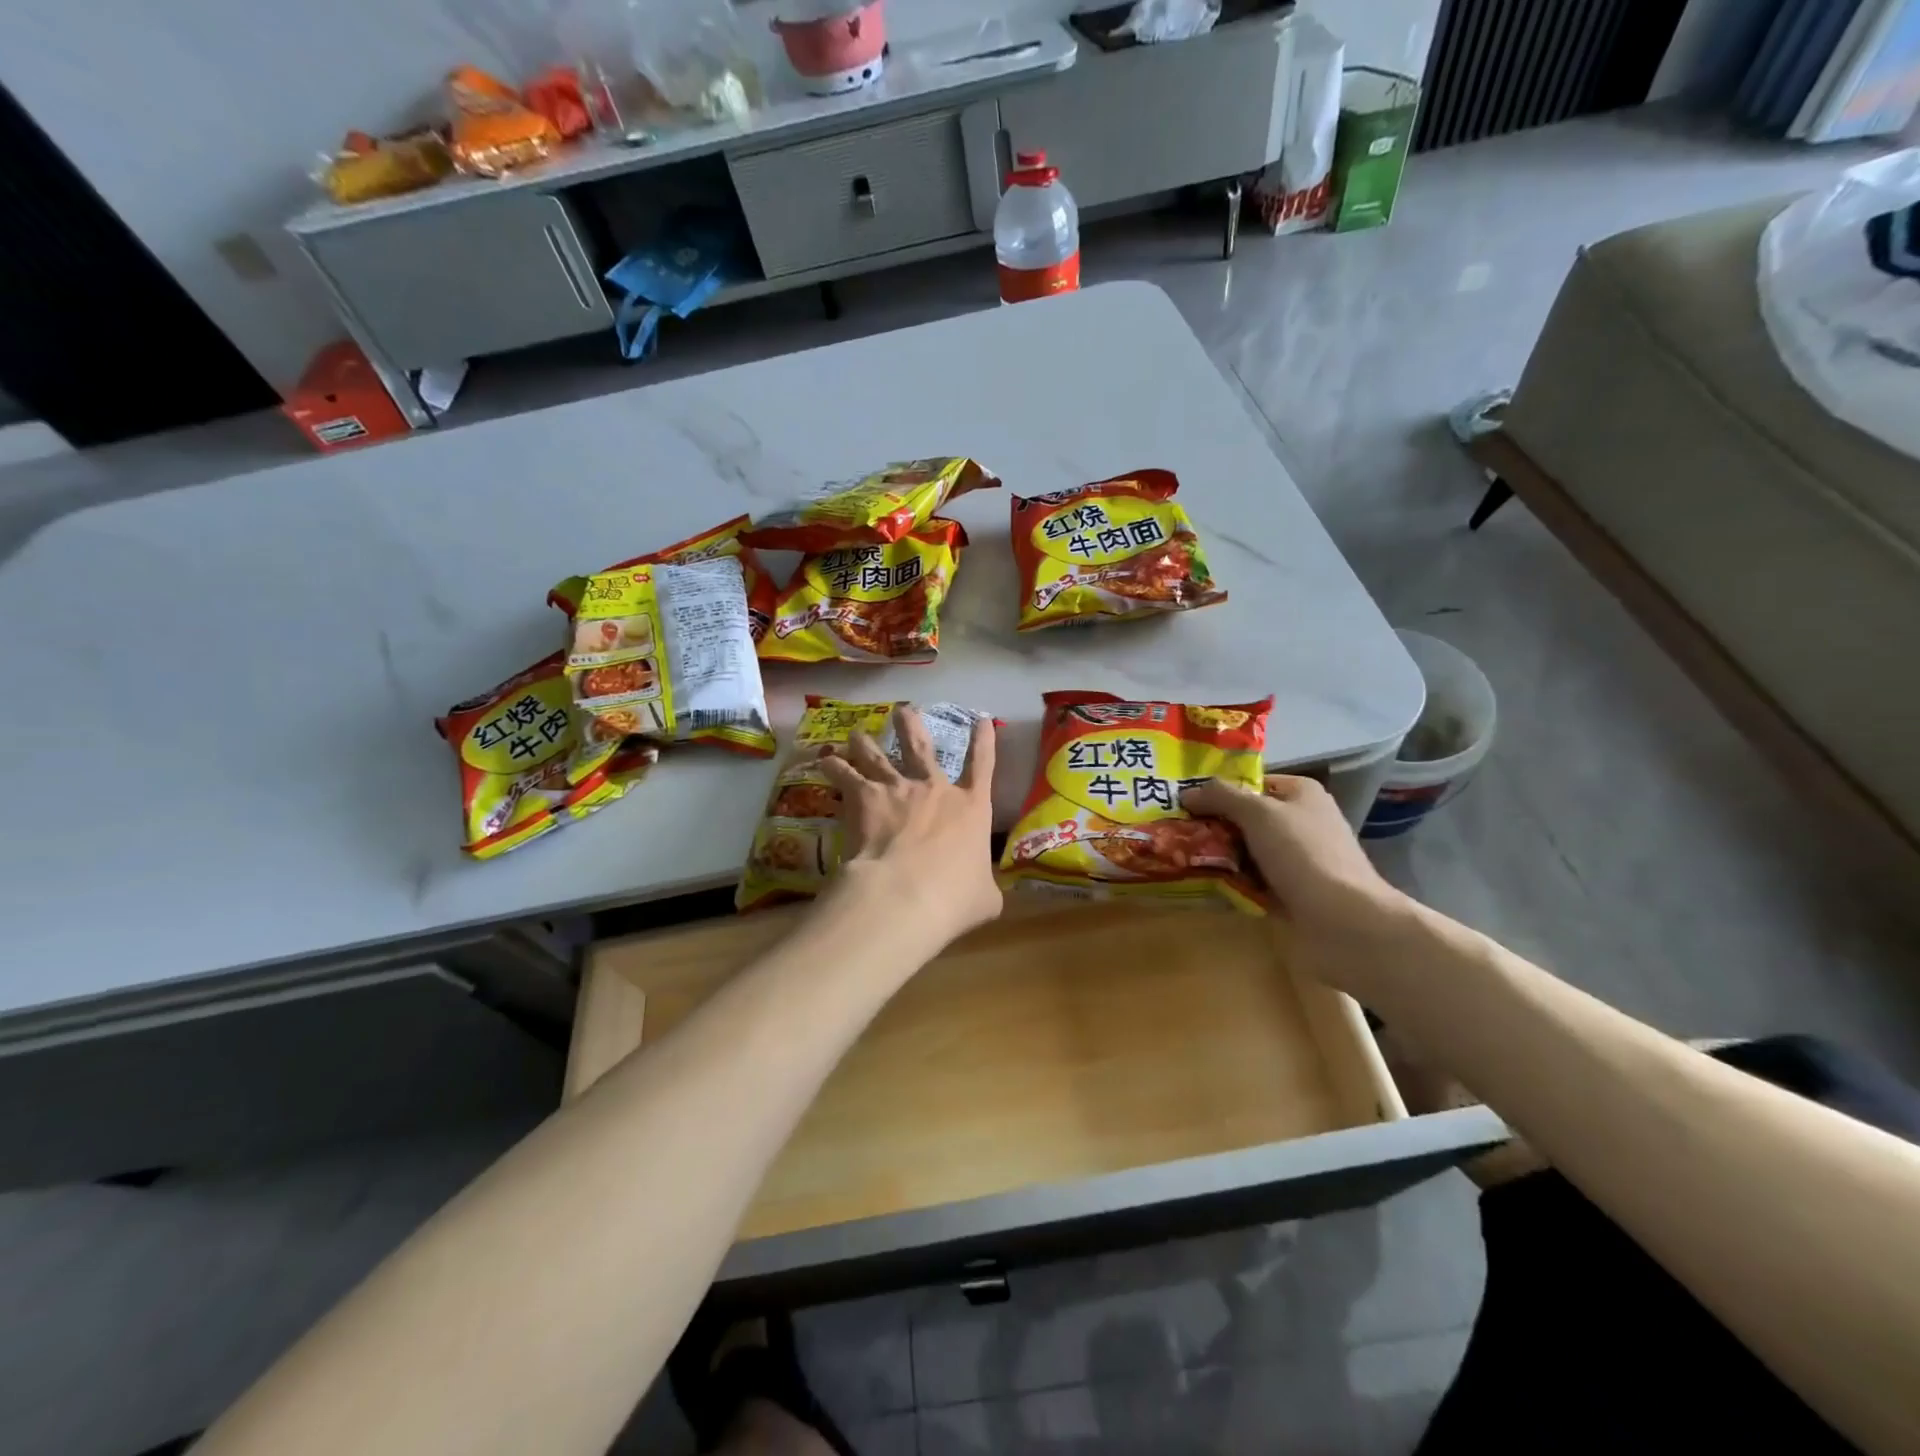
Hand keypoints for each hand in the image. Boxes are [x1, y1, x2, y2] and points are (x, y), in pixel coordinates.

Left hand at [818, 708, 1001, 947]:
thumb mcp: (985, 897)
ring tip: (857, 733)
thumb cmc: (954, 897)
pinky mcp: (864, 798)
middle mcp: (934, 789)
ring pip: (878, 755)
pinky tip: (823, 760)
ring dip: (866, 742)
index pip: (984, 765)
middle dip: (912, 726)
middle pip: (922, 746)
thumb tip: (984, 893)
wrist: (906, 894)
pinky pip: (845, 774)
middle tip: (902, 711)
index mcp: (971, 807)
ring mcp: (898, 789)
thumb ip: (984, 886)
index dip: (985, 741)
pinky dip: (833, 765)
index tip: (983, 719)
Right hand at [1181, 775, 1411, 993]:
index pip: (1252, 782)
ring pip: (1246, 850)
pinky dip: (1231, 882)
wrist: (1344, 922)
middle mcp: (1301, 822)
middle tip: (1175, 830)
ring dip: (1218, 855)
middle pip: (1246, 817)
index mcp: (1301, 794)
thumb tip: (1187, 793)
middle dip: (1213, 824)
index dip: (1219, 789)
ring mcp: (1297, 860)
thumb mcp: (1258, 813)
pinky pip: (1252, 880)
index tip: (1184, 800)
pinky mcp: (1291, 893)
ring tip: (1180, 856)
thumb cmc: (1303, 855)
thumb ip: (1221, 797)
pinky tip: (1203, 884)